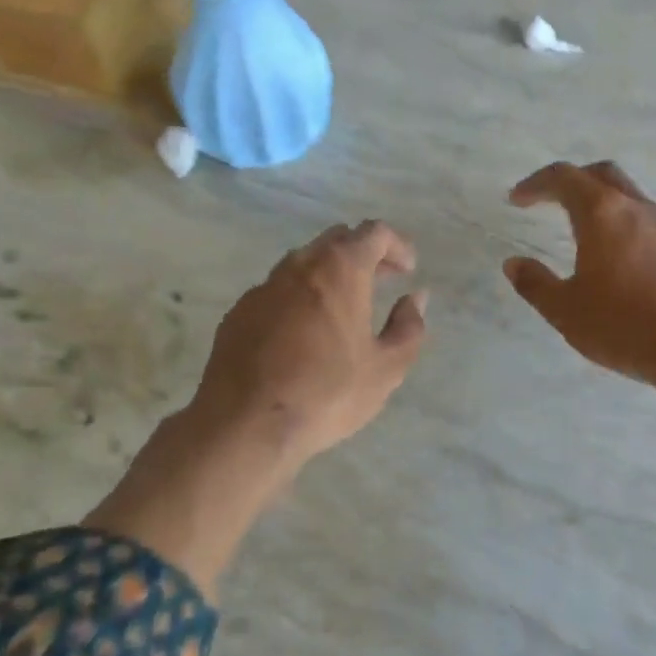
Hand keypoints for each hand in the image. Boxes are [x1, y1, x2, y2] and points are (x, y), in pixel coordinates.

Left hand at [188, 220, 429, 460]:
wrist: (244, 423)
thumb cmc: (326, 394)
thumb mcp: (385, 369)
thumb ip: (408, 327)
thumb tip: (415, 299)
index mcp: (340, 269)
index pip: (374, 232)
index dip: (397, 245)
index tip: (408, 269)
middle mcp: (300, 265)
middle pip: (337, 239)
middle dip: (364, 253)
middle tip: (381, 280)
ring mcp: (264, 286)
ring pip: (304, 263)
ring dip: (329, 273)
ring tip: (344, 306)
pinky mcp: (239, 311)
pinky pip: (277, 291)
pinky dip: (299, 297)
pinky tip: (303, 332)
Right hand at [503, 161, 655, 398]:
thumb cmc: (625, 326)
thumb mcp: (566, 311)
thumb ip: (536, 284)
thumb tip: (514, 264)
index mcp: (602, 214)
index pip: (564, 177)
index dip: (536, 183)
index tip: (517, 200)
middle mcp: (635, 210)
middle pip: (601, 174)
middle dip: (571, 180)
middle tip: (549, 199)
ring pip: (627, 197)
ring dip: (600, 202)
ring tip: (580, 229)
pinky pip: (645, 224)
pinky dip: (622, 226)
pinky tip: (615, 259)